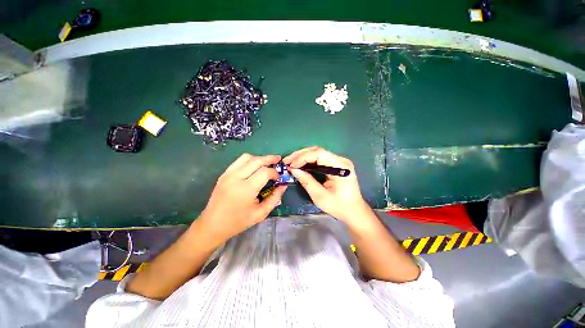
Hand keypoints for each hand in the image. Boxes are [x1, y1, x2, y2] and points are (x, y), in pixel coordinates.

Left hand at [198, 153, 286, 240]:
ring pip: (246, 157)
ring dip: (259, 158)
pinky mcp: (223, 174)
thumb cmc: (238, 222)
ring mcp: (228, 174)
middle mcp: (236, 178)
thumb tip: (283, 185)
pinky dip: (249, 161)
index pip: (265, 172)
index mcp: (246, 189)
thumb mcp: (261, 213)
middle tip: (278, 159)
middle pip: (256, 160)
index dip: (274, 173)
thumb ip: (274, 198)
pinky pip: (238, 161)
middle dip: (269, 158)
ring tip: (266, 163)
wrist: (213, 225)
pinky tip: (254, 167)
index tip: (278, 178)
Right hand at [284, 146, 370, 224]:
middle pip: (317, 151)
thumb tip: (293, 170)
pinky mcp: (336, 165)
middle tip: (287, 161)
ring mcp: (338, 161)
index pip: (319, 154)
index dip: (303, 157)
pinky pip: (320, 159)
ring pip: (317, 153)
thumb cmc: (339, 206)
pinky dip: (308, 161)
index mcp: (340, 167)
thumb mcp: (320, 196)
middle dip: (300, 155)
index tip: (291, 165)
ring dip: (303, 157)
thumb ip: (307, 181)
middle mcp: (340, 160)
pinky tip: (300, 164)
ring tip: (291, 162)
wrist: (354, 211)